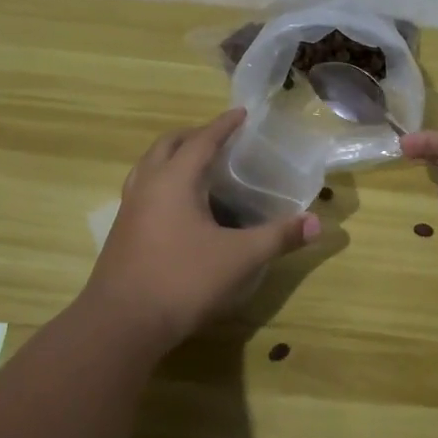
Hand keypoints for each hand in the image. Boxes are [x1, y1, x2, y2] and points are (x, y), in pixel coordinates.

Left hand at [84, 108, 320, 349]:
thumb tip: (317, 223)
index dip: (224, 125)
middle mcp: (148, 184)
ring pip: (149, 166)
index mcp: (175, 180)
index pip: (203, 140)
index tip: (241, 113)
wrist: (121, 324)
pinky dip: (162, 181)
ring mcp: (130, 208)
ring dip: (172, 156)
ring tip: (198, 166)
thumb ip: (278, 237)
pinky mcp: (122, 231)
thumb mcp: (239, 258)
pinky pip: (143, 188)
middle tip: (220, 139)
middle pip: (168, 145)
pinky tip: (178, 206)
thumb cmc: (182, 280)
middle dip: (194, 135)